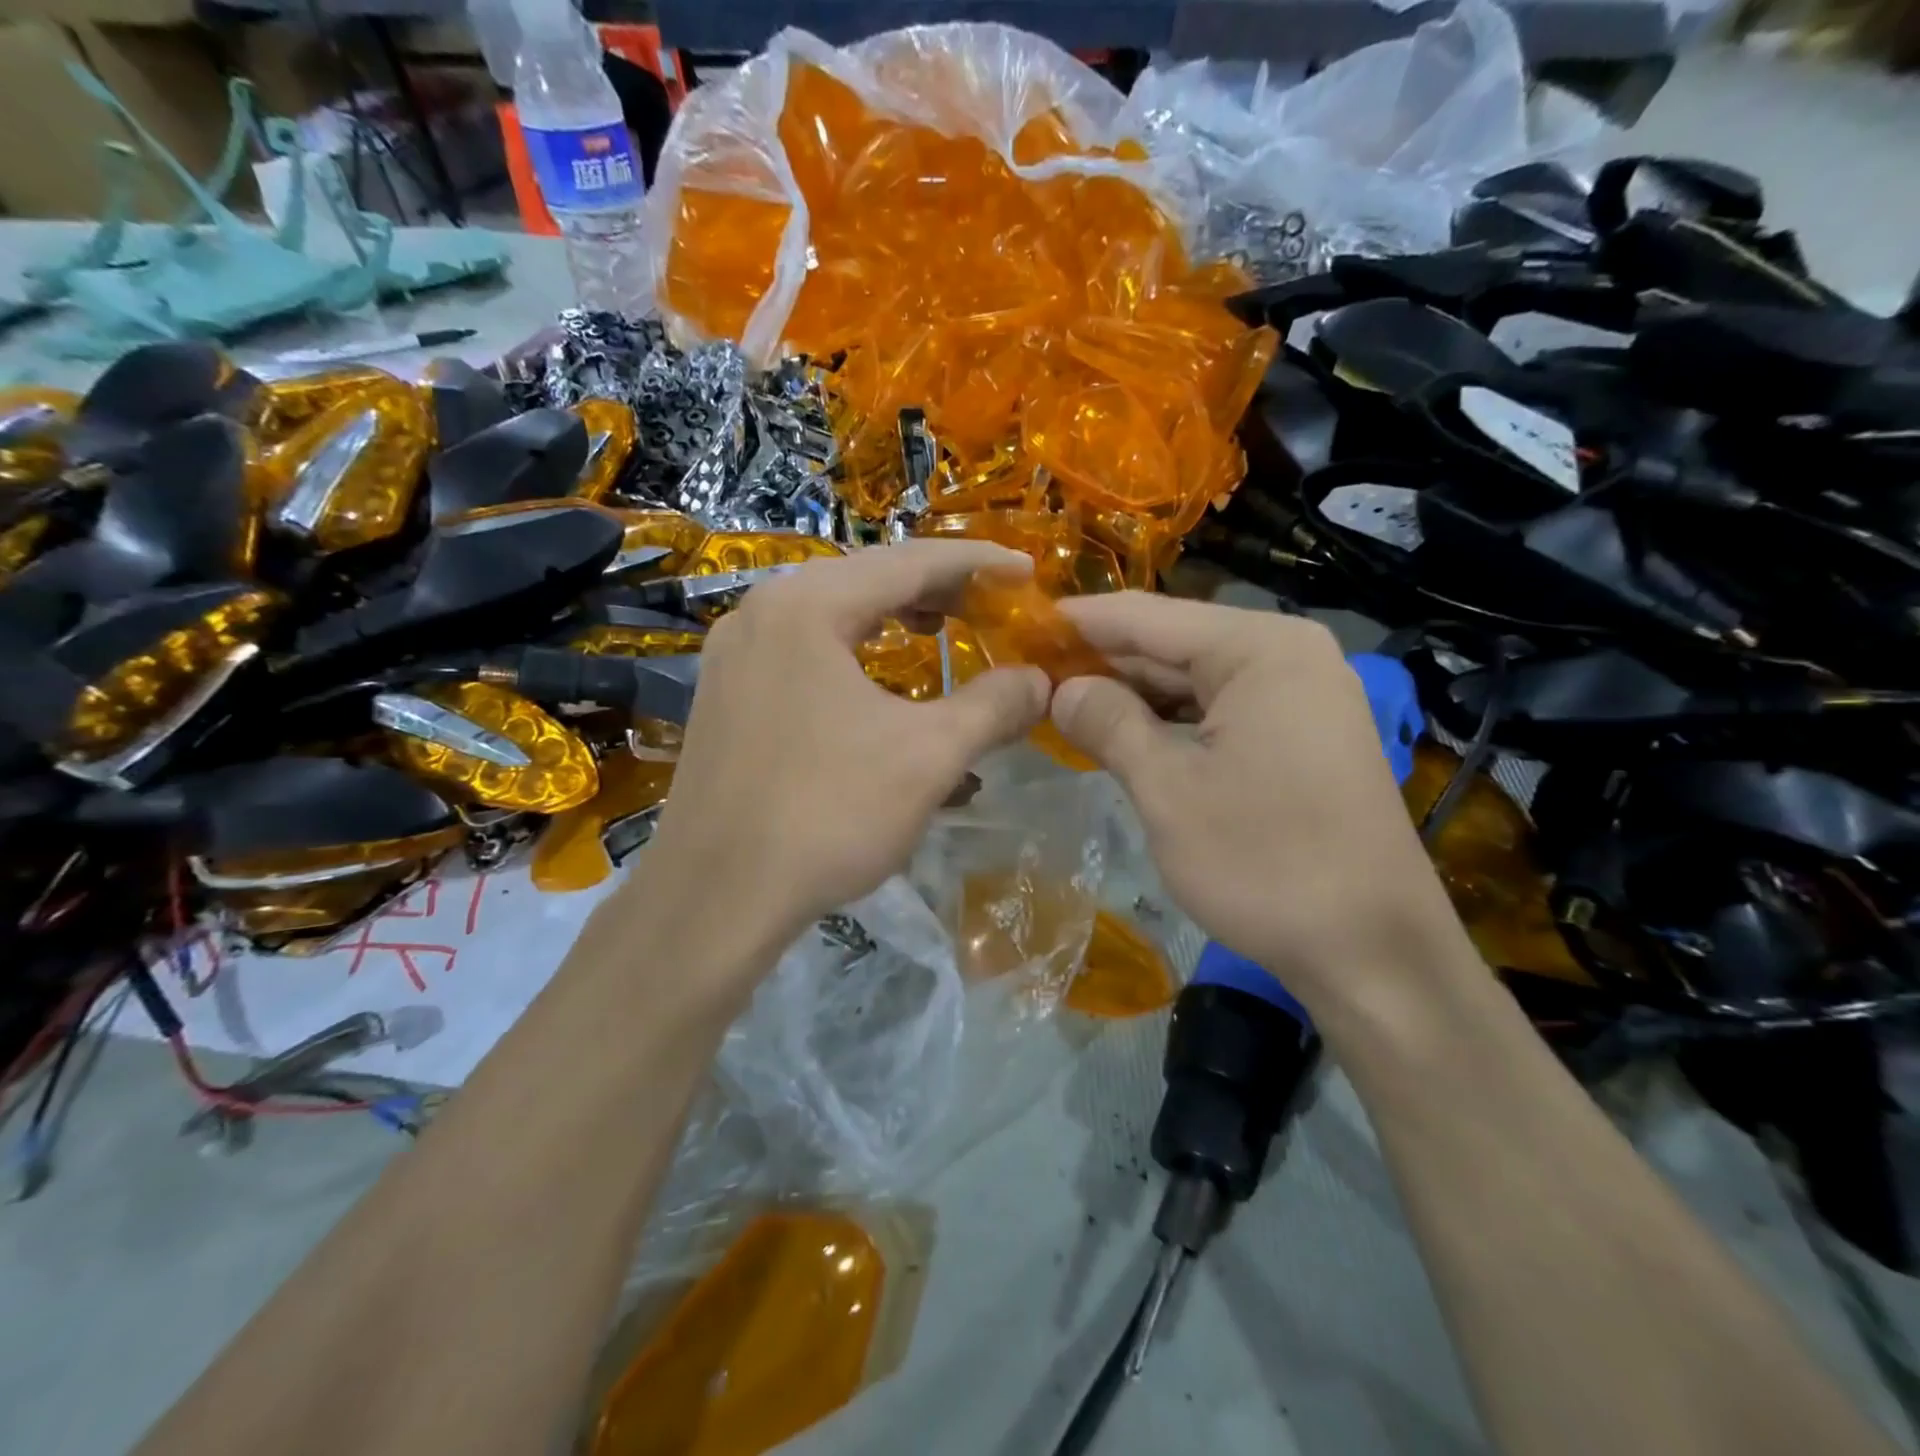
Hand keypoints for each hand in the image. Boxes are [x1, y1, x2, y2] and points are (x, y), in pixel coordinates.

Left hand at [638, 541, 1049, 968]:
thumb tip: (1041, 681)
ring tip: (941, 632)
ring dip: (893, 619)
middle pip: (866, 579)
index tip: (1027, 571)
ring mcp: (734, 654)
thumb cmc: (826, 815)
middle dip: (936, 590)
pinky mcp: (726, 695)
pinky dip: (854, 653)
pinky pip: (804, 651)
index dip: (978, 563)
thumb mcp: (929, 756)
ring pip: (832, 615)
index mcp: (807, 606)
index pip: (909, 561)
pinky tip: (877, 683)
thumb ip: (993, 706)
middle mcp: (761, 612)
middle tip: (990, 605)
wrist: (715, 898)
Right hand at [1051, 593, 1469, 1014]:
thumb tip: (1061, 689)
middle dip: (1102, 662)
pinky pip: (1220, 711)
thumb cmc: (1264, 862)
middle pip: (1172, 644)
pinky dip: (1170, 722)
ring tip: (1062, 704)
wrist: (1373, 952)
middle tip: (1029, 674)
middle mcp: (1287, 655)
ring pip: (1194, 681)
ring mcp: (1301, 696)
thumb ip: (1108, 724)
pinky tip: (1124, 734)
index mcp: (1259, 648)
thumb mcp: (1168, 790)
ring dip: (1132, 696)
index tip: (1019, 626)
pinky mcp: (1302, 736)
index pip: (1147, 617)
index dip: (1078, 622)